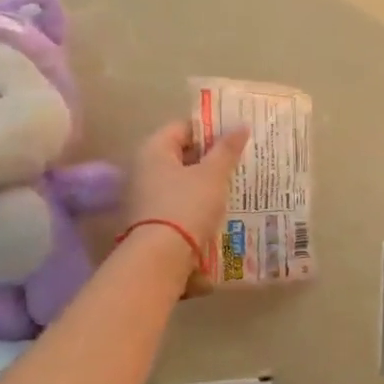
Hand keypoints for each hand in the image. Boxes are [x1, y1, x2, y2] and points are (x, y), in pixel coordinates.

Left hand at [122, 120, 250, 277]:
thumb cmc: (186, 205)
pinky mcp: (150, 220)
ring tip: (234, 186)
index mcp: (154, 150)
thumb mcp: (213, 175)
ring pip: (181, 181)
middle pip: (181, 155)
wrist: (160, 258)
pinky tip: (219, 209)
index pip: (183, 127)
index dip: (210, 129)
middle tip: (240, 161)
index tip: (235, 137)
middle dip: (210, 158)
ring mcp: (144, 196)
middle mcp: (143, 169)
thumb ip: (227, 149)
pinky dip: (196, 203)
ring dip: (205, 182)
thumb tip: (241, 125)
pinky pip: (178, 203)